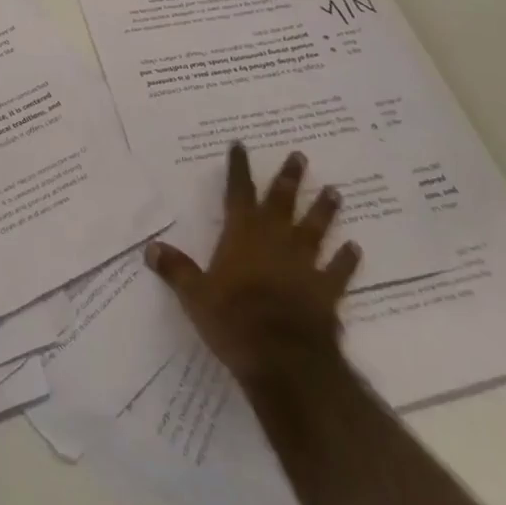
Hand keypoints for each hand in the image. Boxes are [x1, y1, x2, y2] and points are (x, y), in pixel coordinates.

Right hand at [145, 143, 360, 385]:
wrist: (285, 359)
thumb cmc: (234, 320)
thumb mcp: (195, 296)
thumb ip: (176, 269)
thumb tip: (150, 248)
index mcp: (242, 234)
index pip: (238, 192)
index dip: (238, 168)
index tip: (240, 145)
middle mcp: (275, 240)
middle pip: (283, 201)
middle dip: (289, 178)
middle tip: (300, 155)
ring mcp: (304, 264)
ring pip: (315, 228)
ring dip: (324, 210)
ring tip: (335, 191)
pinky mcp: (327, 291)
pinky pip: (338, 270)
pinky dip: (346, 259)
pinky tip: (355, 248)